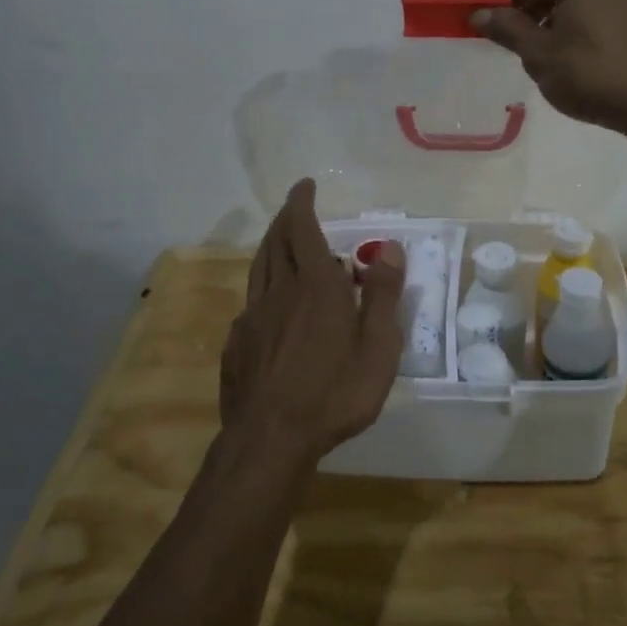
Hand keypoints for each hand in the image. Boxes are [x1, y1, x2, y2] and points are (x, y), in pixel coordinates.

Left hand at [221, 179, 406, 465]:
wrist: (270, 439)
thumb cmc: (335, 392)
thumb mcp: (378, 346)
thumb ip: (382, 294)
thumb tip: (389, 248)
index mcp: (315, 285)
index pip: (303, 229)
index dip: (302, 204)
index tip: (304, 186)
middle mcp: (279, 291)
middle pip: (276, 242)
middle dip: (285, 219)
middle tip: (294, 208)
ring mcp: (253, 317)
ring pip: (258, 268)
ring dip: (269, 245)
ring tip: (278, 239)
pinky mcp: (237, 343)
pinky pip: (251, 302)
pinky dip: (262, 287)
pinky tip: (269, 304)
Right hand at [470, 0, 626, 137]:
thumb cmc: (591, 74)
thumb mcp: (539, 54)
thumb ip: (506, 29)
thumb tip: (478, 13)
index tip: (491, 25)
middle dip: (530, 7)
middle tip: (517, 41)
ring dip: (556, 15)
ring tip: (546, 52)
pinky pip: (601, 7)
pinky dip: (581, 21)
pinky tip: (577, 53)